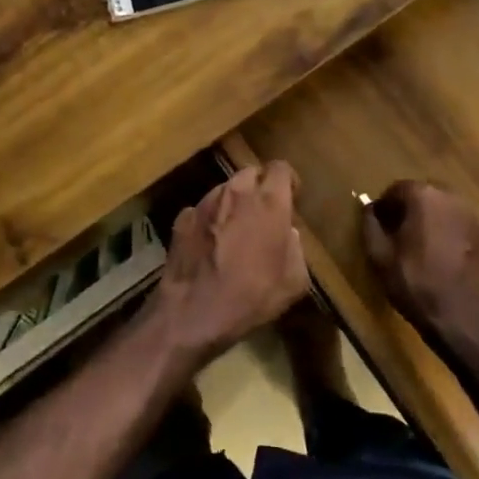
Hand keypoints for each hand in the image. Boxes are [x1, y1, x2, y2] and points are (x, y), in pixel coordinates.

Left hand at [148, 162, 308, 363]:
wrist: (194, 310)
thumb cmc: (252, 296)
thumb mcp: (294, 280)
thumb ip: (296, 247)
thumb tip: (287, 232)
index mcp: (268, 202)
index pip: (281, 168)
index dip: (288, 180)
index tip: (291, 197)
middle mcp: (235, 192)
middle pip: (251, 174)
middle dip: (260, 188)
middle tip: (264, 213)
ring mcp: (205, 202)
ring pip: (225, 189)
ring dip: (234, 203)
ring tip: (236, 230)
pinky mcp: (183, 216)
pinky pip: (203, 209)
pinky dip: (210, 219)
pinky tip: (211, 243)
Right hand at [361, 181, 478, 363]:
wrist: (466, 322)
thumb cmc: (417, 285)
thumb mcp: (380, 257)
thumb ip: (370, 225)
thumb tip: (369, 208)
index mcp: (424, 197)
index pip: (397, 189)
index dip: (385, 206)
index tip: (379, 226)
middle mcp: (451, 198)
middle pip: (423, 195)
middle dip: (408, 210)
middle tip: (397, 236)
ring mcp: (473, 217)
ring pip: (443, 210)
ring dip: (429, 221)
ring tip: (420, 247)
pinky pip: (459, 226)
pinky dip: (448, 234)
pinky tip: (442, 258)